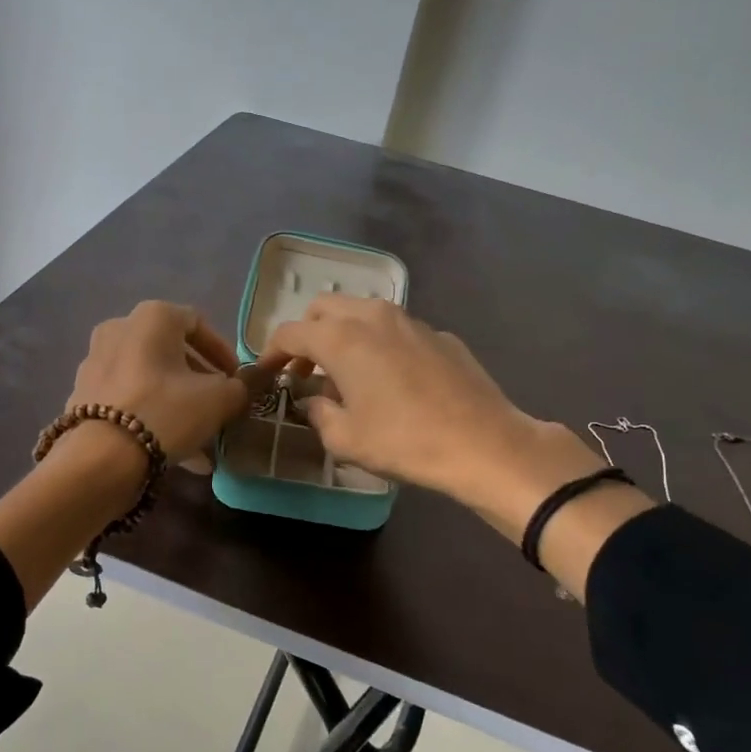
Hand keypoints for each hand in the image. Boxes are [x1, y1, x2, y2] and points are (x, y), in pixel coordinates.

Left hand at [66, 300, 247, 462]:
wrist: (100, 458)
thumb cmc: (166, 412)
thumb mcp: (218, 400)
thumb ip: (240, 387)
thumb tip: (243, 385)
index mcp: (152, 317)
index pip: (197, 323)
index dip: (222, 351)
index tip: (236, 380)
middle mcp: (119, 329)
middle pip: (170, 352)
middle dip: (198, 379)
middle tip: (218, 405)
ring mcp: (95, 362)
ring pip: (150, 378)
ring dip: (177, 401)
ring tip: (200, 437)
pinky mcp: (83, 395)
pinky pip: (129, 398)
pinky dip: (152, 414)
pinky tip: (172, 448)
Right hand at [258, 296, 605, 522]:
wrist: (483, 443)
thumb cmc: (404, 442)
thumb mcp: (345, 439)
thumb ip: (319, 413)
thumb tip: (317, 400)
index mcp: (342, 338)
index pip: (291, 332)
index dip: (272, 352)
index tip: (267, 372)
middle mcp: (373, 317)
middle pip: (325, 308)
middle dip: (308, 334)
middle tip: (306, 369)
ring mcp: (411, 321)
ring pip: (363, 312)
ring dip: (344, 335)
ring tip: (347, 374)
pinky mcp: (440, 335)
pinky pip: (396, 330)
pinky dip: (380, 345)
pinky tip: (392, 380)